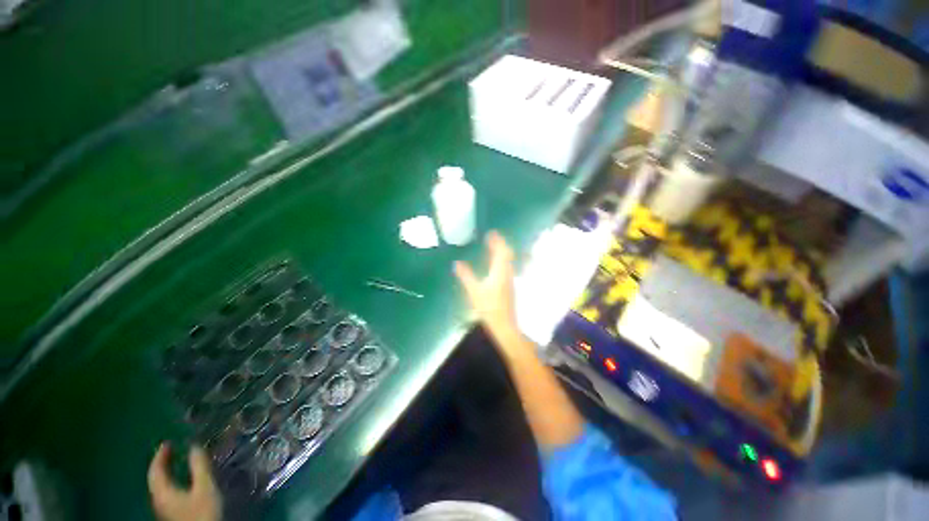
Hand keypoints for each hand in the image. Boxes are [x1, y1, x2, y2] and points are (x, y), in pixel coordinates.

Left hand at [148, 443, 220, 520]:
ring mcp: (163, 509)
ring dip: (166, 473)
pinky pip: (166, 492)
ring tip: (177, 463)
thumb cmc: (202, 511)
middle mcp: (158, 499)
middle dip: (162, 463)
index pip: (155, 470)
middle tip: (172, 450)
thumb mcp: (204, 487)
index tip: (168, 442)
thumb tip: (194, 445)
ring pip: (160, 487)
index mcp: (162, 491)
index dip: (160, 455)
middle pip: (155, 479)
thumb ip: (199, 466)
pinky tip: (181, 482)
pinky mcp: (170, 514)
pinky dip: (171, 481)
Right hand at [455, 231, 524, 356]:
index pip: (501, 251)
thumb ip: (466, 276)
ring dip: (502, 252)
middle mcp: (507, 272)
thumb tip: (457, 263)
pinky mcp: (510, 285)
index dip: (497, 241)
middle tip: (493, 238)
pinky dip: (503, 260)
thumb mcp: (474, 291)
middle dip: (501, 244)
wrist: (504, 324)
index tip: (491, 233)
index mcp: (499, 271)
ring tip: (494, 247)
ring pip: (509, 260)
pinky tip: (496, 264)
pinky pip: (507, 267)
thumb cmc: (488, 307)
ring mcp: (510, 279)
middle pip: (507, 254)